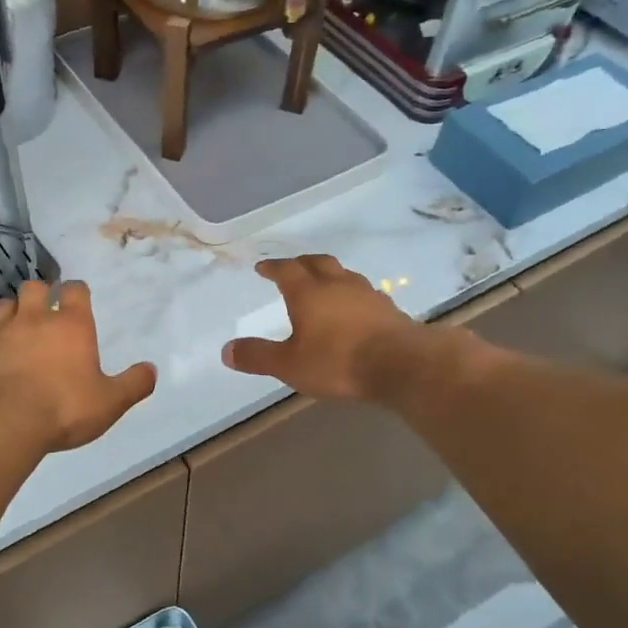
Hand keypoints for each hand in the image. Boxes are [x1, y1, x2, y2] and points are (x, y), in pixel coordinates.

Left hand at [0, 280, 156, 451]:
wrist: (4, 422)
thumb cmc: (64, 409)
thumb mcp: (110, 402)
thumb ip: (134, 384)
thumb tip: (151, 369)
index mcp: (71, 326)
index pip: (75, 290)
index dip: (77, 291)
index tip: (78, 297)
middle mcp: (34, 320)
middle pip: (34, 288)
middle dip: (40, 293)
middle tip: (43, 309)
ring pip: (3, 305)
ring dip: (11, 311)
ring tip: (15, 326)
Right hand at [222, 255, 440, 400]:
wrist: (401, 364)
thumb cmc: (337, 361)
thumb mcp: (289, 365)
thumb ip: (258, 356)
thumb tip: (226, 350)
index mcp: (308, 292)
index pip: (286, 270)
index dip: (272, 267)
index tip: (262, 266)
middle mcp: (337, 284)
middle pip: (318, 262)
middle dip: (302, 262)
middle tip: (292, 267)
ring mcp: (366, 294)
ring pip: (344, 274)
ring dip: (330, 275)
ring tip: (324, 284)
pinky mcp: (388, 308)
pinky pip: (364, 292)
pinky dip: (352, 294)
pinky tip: (354, 308)